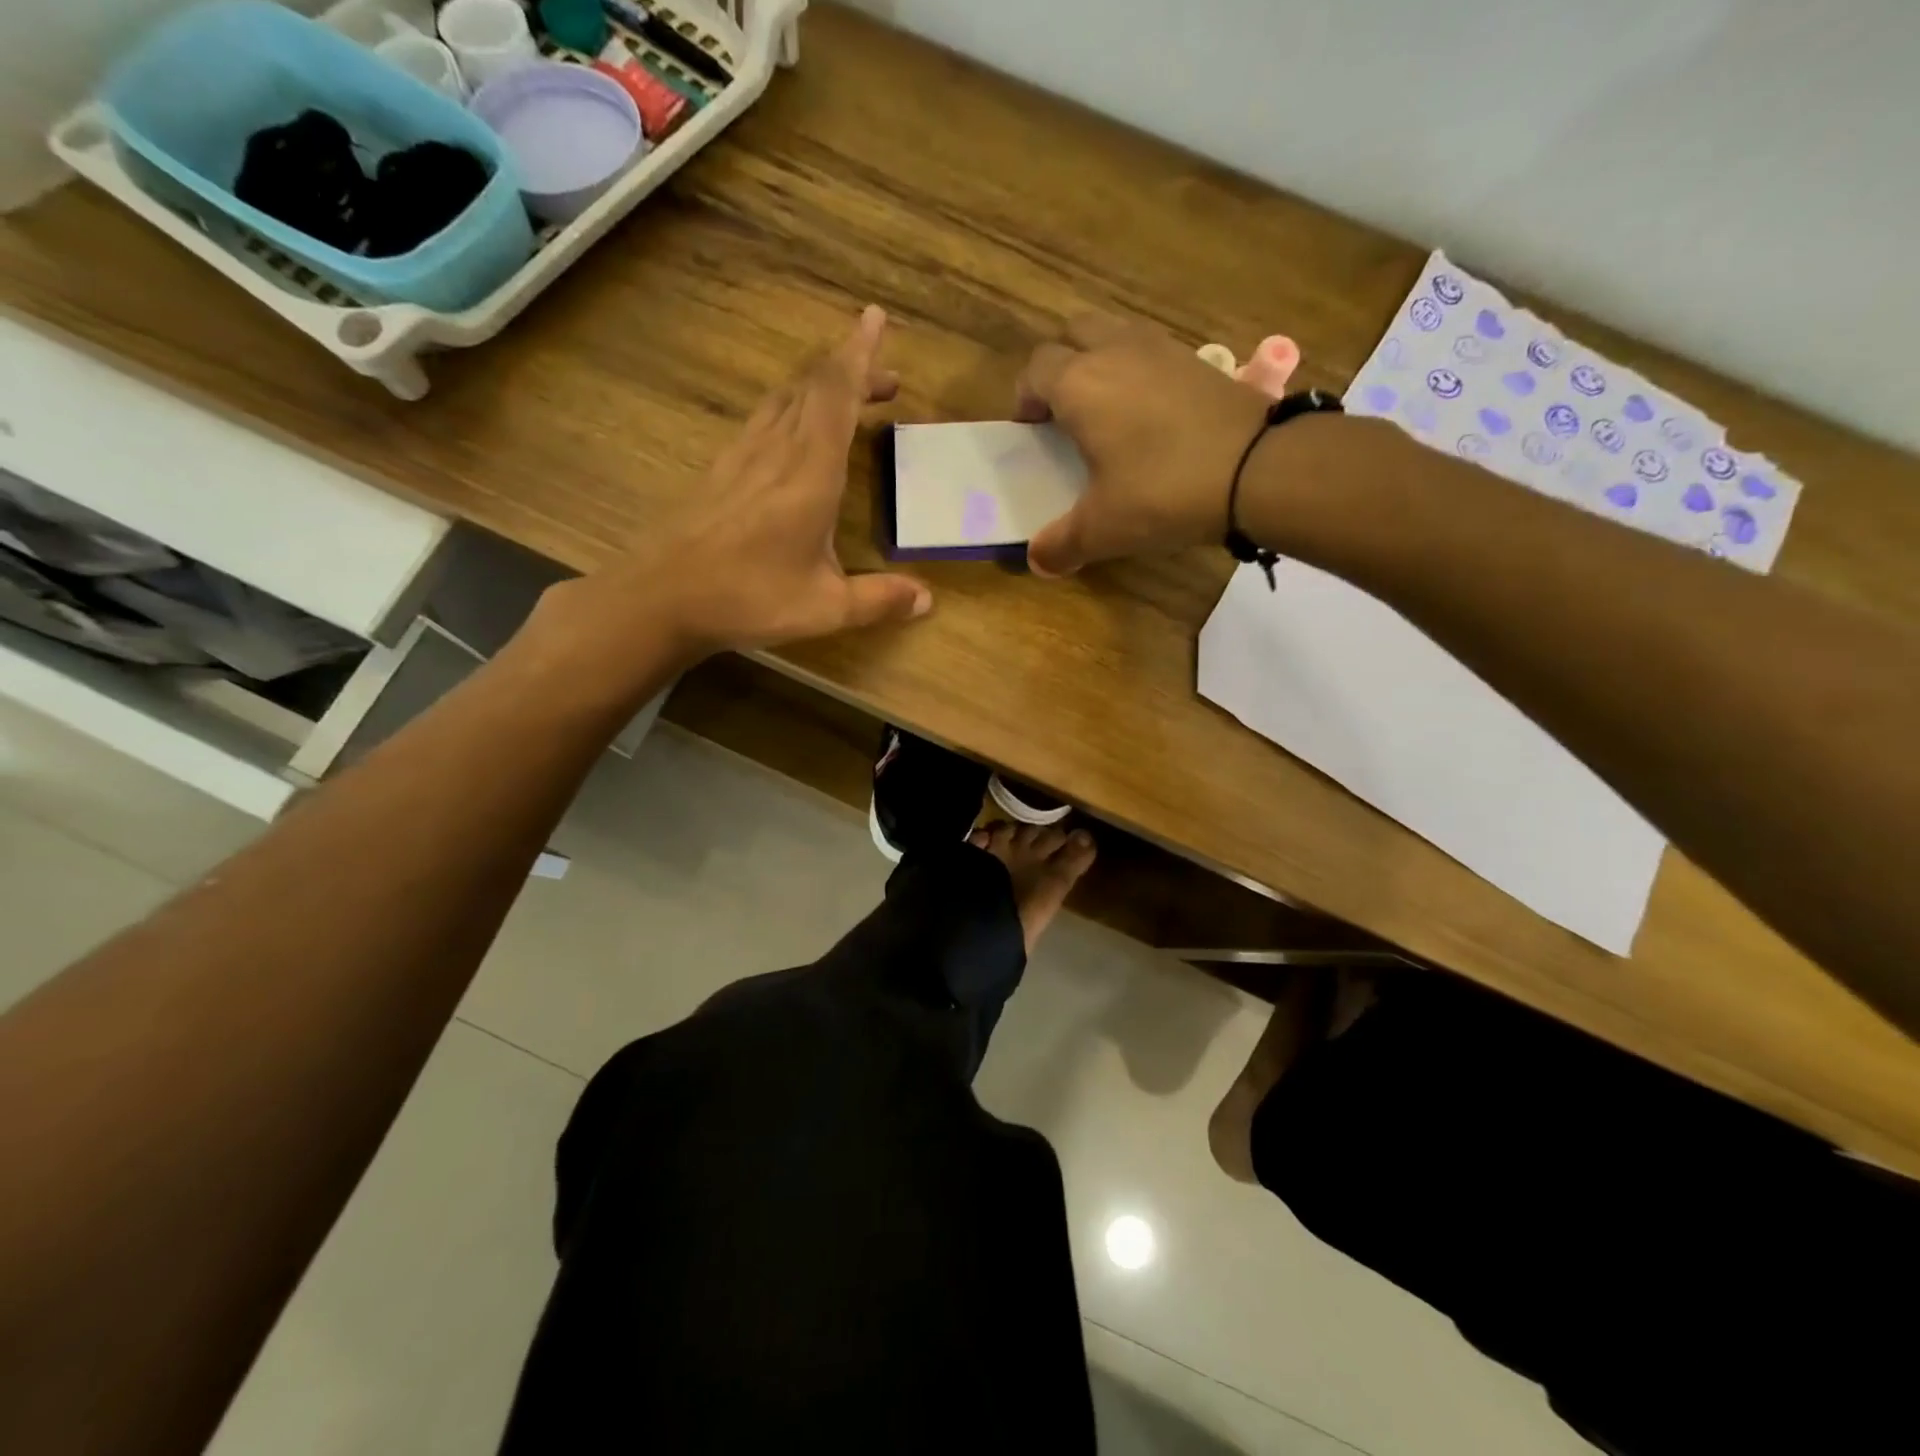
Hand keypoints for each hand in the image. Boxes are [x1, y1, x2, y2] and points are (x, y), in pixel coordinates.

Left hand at [536, 306, 930, 671]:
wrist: (662, 597)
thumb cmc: (749, 598)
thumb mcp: (825, 608)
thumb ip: (879, 599)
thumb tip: (927, 600)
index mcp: (810, 473)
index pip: (836, 394)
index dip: (858, 354)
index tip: (874, 317)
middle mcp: (777, 450)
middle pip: (814, 387)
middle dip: (852, 370)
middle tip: (887, 378)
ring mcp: (743, 455)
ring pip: (786, 398)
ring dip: (821, 387)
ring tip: (849, 397)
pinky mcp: (721, 468)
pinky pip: (763, 418)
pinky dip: (792, 407)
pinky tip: (794, 430)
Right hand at [1016, 313, 1272, 575]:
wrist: (1258, 469)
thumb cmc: (1163, 492)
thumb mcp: (1104, 528)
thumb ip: (1062, 545)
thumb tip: (1037, 562)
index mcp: (1080, 384)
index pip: (1035, 369)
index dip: (1026, 397)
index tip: (1033, 431)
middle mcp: (1116, 351)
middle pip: (1073, 333)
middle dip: (1061, 365)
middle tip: (1066, 411)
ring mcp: (1162, 349)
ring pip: (1116, 333)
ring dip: (1101, 361)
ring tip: (1108, 411)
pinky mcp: (1199, 359)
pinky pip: (1153, 351)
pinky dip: (1140, 372)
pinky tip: (1152, 417)